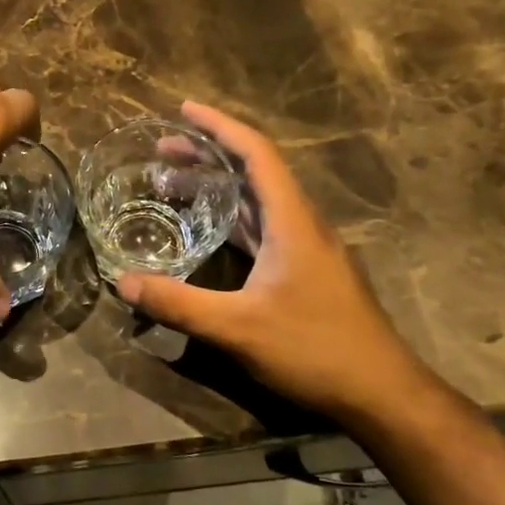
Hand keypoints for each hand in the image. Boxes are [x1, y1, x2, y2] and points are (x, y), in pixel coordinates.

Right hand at [116, 102, 426, 418]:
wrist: (382, 394)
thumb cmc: (315, 350)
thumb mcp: (237, 328)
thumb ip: (178, 303)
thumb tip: (122, 283)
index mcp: (291, 220)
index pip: (256, 153)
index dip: (219, 126)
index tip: (183, 110)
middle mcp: (301, 223)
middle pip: (253, 171)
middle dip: (208, 153)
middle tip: (162, 150)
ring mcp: (306, 248)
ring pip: (257, 200)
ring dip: (217, 185)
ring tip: (172, 184)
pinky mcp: (305, 270)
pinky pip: (261, 227)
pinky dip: (230, 216)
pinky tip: (206, 230)